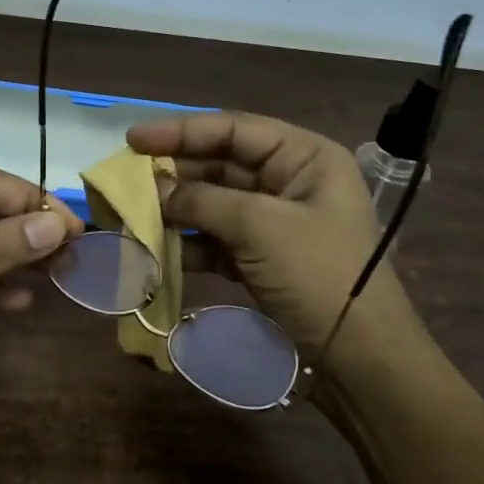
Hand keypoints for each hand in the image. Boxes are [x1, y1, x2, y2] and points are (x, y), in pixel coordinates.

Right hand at [126, 112, 427, 363]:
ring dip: (176, 209)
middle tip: (126, 180)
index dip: (182, 131)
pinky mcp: (262, 258)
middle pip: (221, 164)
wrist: (358, 353)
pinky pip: (217, 239)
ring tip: (132, 214)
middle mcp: (290, 182)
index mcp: (305, 158)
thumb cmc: (317, 273)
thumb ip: (203, 200)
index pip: (235, 130)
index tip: (133, 140)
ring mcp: (275, 222)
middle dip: (175, 173)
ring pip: (215, 204)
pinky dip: (188, 243)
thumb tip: (154, 190)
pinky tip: (155, 248)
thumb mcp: (261, 226)